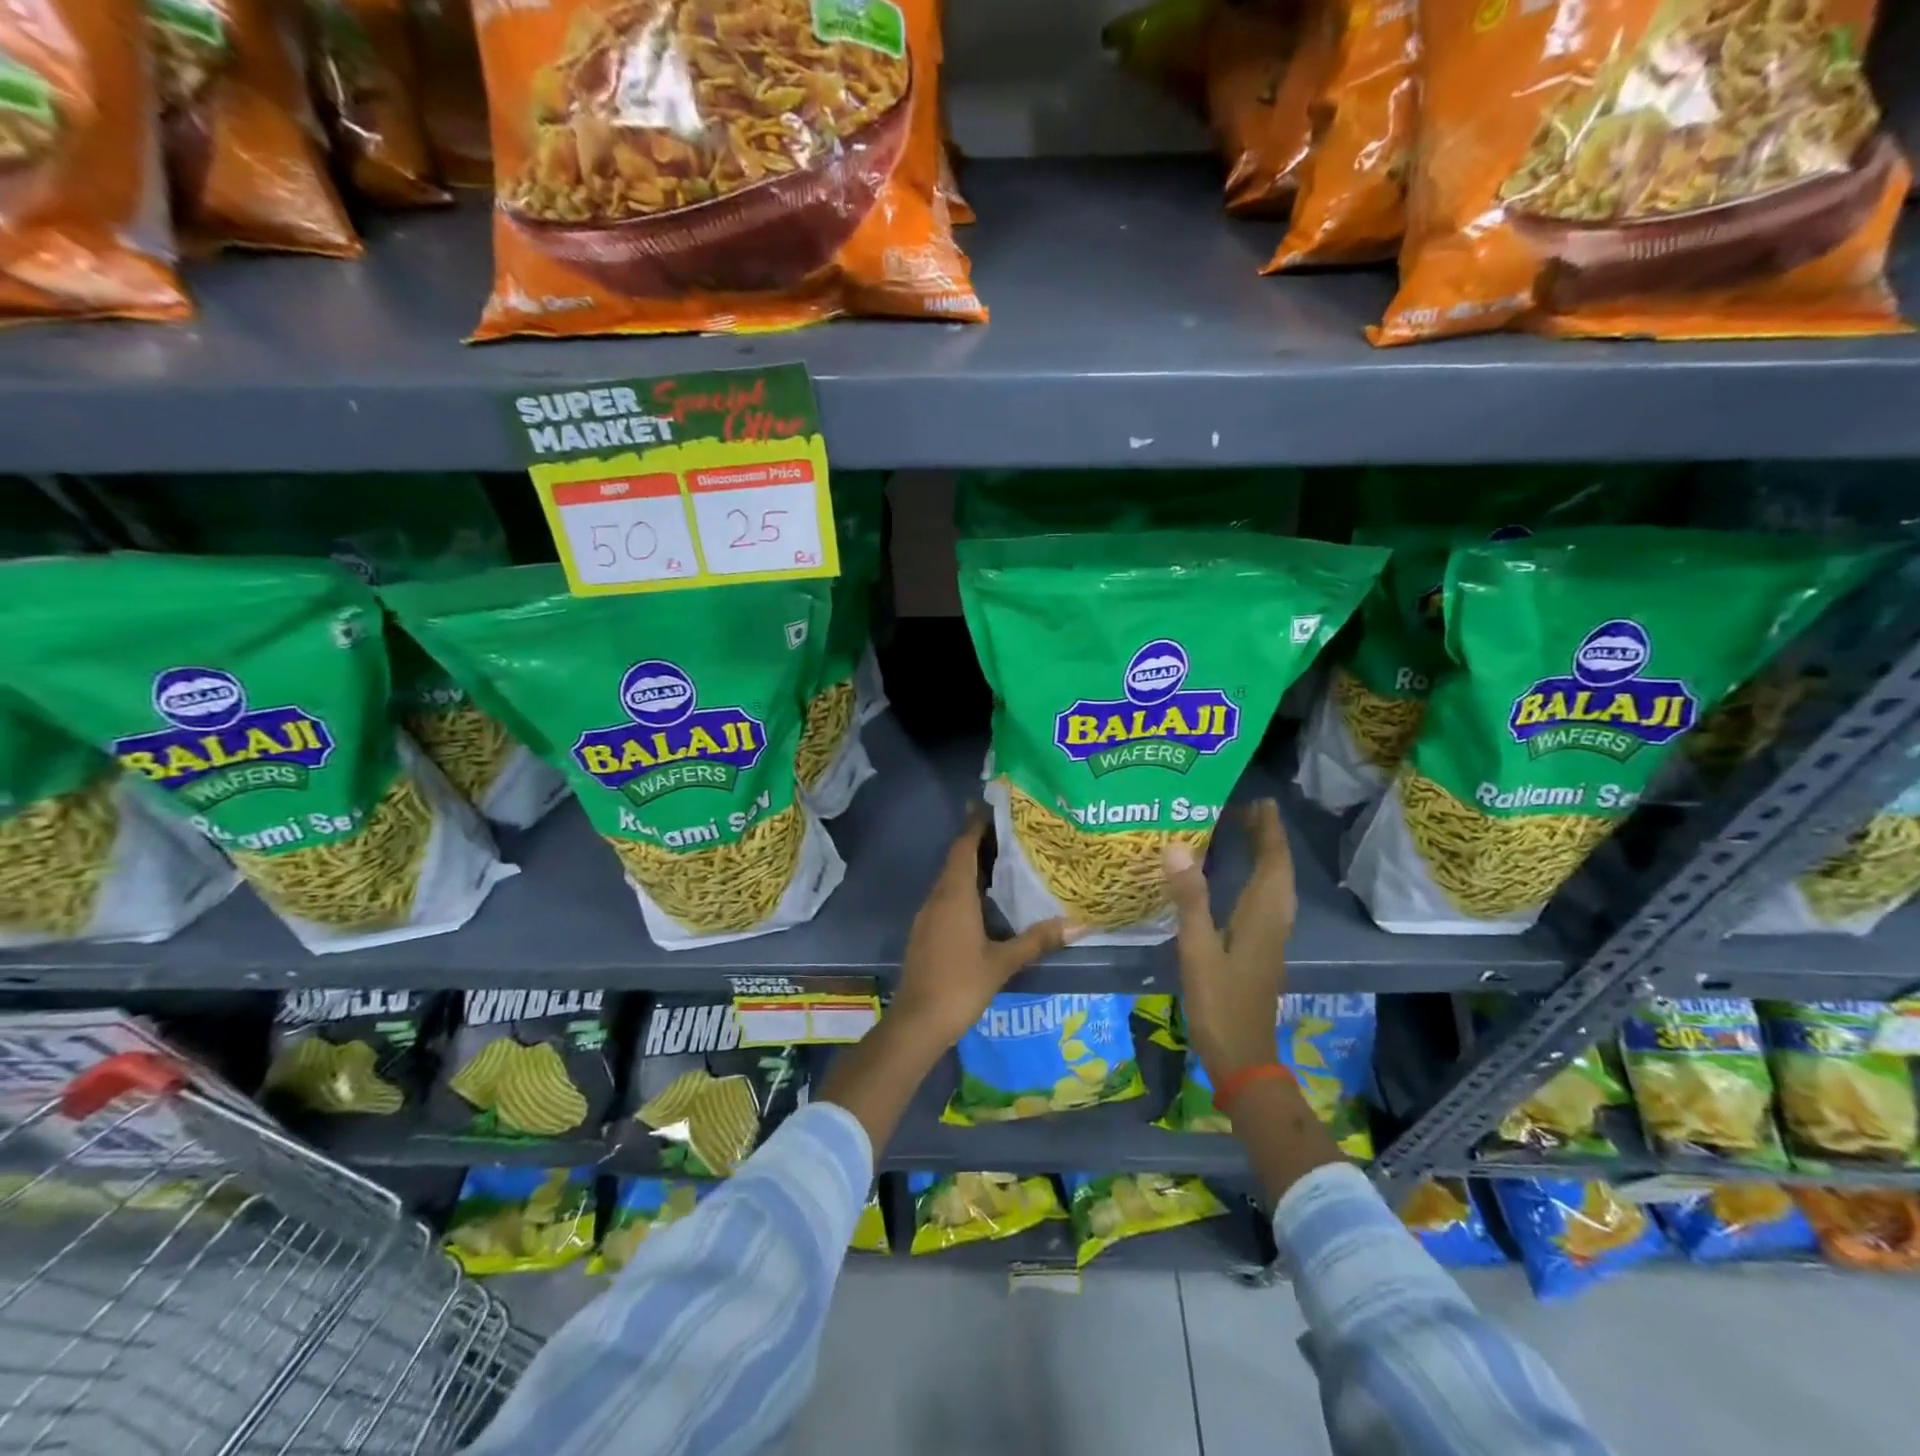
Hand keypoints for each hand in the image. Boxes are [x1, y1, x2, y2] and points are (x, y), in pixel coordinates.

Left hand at [890, 805, 1076, 1046]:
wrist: (917, 1022)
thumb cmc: (960, 985)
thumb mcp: (1003, 963)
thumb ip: (1037, 940)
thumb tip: (1078, 925)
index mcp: (954, 895)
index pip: (963, 847)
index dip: (976, 825)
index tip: (993, 806)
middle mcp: (937, 897)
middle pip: (956, 859)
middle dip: (978, 842)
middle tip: (1009, 830)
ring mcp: (928, 915)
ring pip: (950, 879)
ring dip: (972, 866)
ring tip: (1003, 860)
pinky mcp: (926, 932)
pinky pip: (946, 897)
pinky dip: (965, 888)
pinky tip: (985, 900)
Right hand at [1163, 799, 1295, 1083]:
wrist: (1243, 1056)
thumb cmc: (1220, 1003)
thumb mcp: (1197, 949)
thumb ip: (1189, 898)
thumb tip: (1176, 848)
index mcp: (1262, 916)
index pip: (1273, 862)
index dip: (1268, 831)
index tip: (1258, 802)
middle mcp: (1274, 921)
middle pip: (1279, 870)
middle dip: (1268, 838)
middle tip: (1247, 810)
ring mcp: (1271, 937)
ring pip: (1276, 886)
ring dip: (1267, 857)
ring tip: (1247, 834)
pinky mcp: (1262, 948)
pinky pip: (1267, 900)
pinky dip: (1260, 878)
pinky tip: (1242, 880)